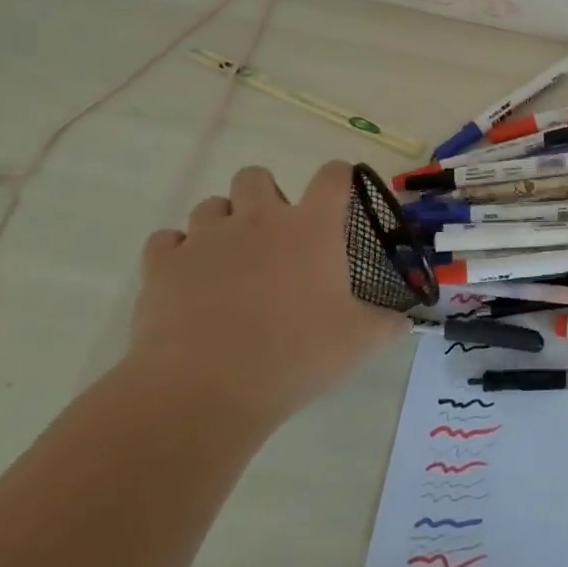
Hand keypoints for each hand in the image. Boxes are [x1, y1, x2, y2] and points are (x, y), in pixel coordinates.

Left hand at [128, 161, 406, 432]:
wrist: (204, 391)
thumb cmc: (295, 356)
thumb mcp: (359, 343)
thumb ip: (388, 324)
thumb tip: (406, 322)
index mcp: (311, 228)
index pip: (332, 176)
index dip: (339, 177)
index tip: (339, 196)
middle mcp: (258, 219)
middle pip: (257, 175)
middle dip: (265, 195)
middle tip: (274, 237)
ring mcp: (206, 238)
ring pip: (211, 205)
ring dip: (222, 224)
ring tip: (229, 261)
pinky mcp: (162, 265)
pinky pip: (166, 241)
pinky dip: (177, 253)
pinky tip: (188, 281)